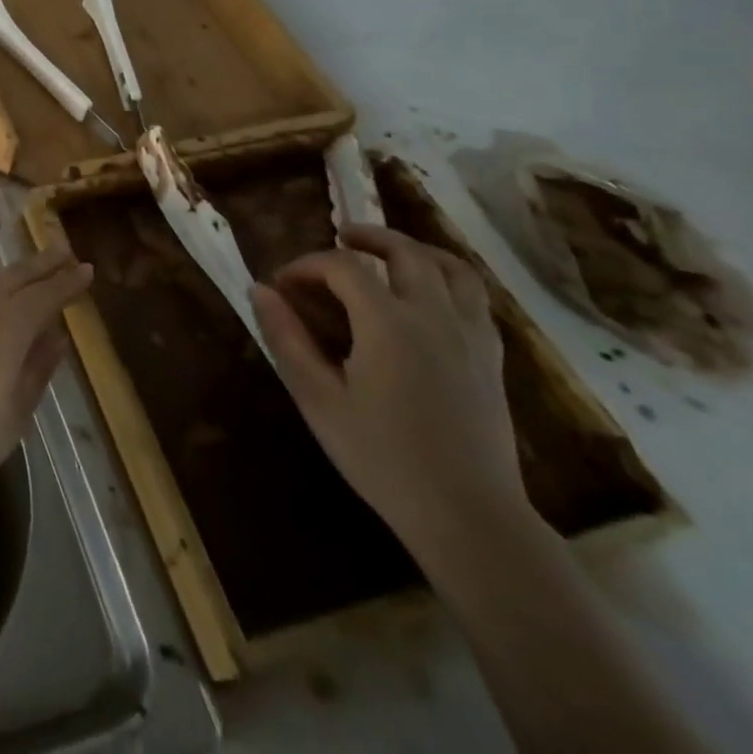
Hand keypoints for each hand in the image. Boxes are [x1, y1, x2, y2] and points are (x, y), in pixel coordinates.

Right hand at [250, 223, 528, 561]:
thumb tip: (260, 291)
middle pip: (405, 252)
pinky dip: (447, 280)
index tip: (282, 285)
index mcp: (388, 323)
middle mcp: (435, 317)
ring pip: (452, 268)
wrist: (468, 517)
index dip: (307, 265)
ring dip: (416, 250)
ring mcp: (471, 338)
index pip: (343, 266)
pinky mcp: (492, 361)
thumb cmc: (382, 456)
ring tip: (388, 254)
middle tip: (339, 236)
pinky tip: (426, 298)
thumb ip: (287, 338)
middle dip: (367, 237)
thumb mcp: (318, 398)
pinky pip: (475, 300)